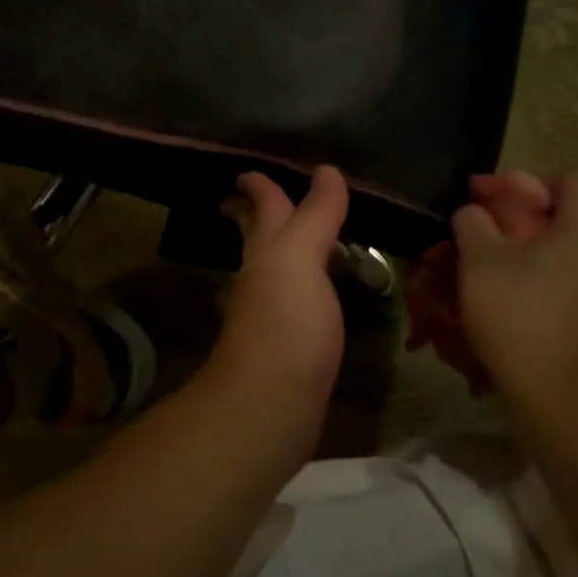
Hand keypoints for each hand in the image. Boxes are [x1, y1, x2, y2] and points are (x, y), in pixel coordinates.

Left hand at [208, 166, 350, 446]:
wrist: (270, 408)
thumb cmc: (285, 325)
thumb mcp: (300, 258)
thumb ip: (315, 216)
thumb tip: (327, 170)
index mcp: (266, 250)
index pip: (263, 205)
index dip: (258, 184)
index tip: (250, 169)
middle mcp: (263, 276)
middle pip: (258, 235)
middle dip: (255, 213)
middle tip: (254, 196)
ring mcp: (273, 313)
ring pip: (276, 267)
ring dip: (283, 247)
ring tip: (301, 236)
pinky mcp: (290, 345)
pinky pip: (296, 299)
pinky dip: (303, 284)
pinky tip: (316, 291)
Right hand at [406, 171, 554, 390]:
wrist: (560, 398)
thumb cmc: (519, 314)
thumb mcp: (480, 260)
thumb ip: (473, 223)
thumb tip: (473, 212)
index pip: (572, 180)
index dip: (531, 182)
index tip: (493, 202)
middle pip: (556, 223)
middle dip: (508, 227)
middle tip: (471, 242)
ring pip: (550, 262)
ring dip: (511, 263)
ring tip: (471, 280)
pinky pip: (553, 294)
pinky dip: (523, 293)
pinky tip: (491, 311)